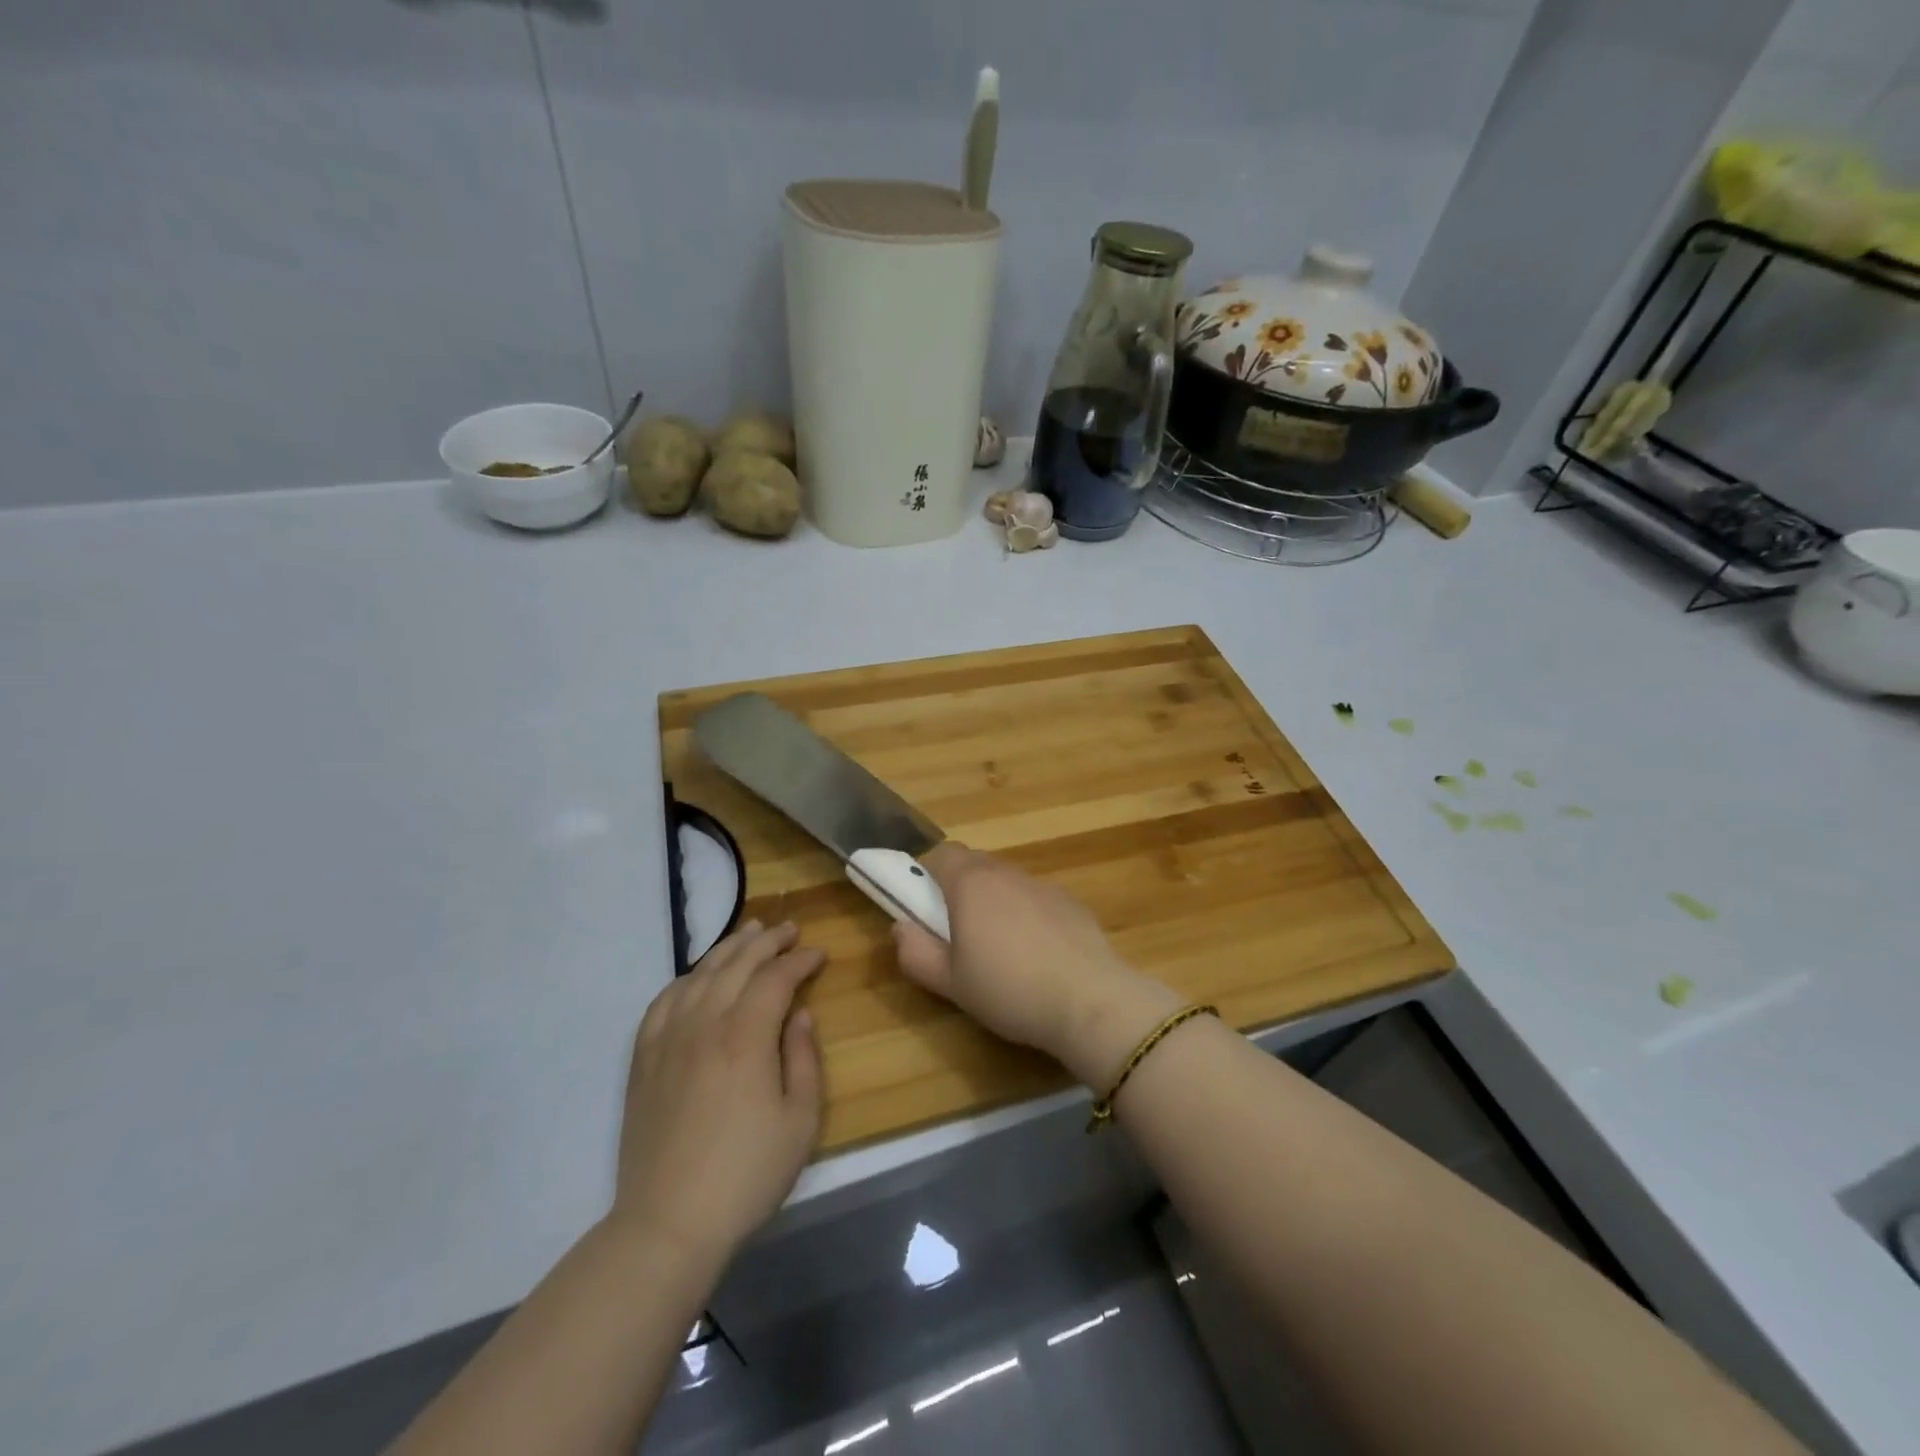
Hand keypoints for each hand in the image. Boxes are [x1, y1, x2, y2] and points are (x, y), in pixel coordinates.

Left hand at [611, 921, 824, 1268]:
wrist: (668, 1223)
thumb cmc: (746, 1174)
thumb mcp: (800, 1121)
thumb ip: (804, 1059)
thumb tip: (800, 1015)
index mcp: (745, 1036)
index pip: (776, 978)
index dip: (800, 961)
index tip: (820, 954)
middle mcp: (704, 1024)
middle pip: (737, 964)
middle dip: (767, 941)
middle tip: (789, 929)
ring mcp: (668, 1039)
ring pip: (700, 974)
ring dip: (728, 948)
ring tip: (749, 933)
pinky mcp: (643, 1059)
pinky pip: (664, 1000)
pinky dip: (686, 979)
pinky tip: (697, 977)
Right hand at [892, 844, 1179, 1084]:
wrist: (1089, 1000)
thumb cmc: (1008, 990)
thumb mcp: (950, 983)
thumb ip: (916, 953)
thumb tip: (901, 928)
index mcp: (971, 884)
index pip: (940, 854)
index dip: (926, 873)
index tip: (923, 904)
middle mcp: (1006, 873)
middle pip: (974, 863)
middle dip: (958, 886)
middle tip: (955, 930)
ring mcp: (1043, 885)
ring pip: (1006, 881)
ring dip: (994, 901)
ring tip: (998, 947)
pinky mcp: (1071, 902)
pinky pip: (1035, 898)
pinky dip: (1026, 914)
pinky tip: (1036, 954)